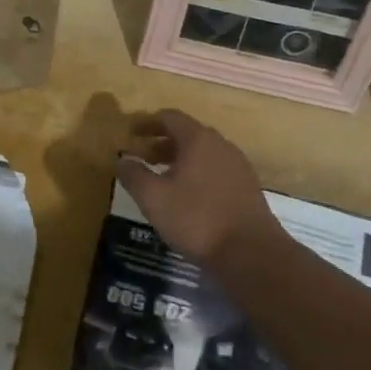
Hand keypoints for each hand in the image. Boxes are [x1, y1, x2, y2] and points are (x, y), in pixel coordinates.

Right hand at [115, 109, 280, 264]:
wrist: (251, 252)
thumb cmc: (197, 219)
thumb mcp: (154, 198)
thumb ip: (133, 175)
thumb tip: (120, 159)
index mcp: (198, 139)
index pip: (169, 117)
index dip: (147, 122)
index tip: (130, 134)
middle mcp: (220, 144)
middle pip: (187, 133)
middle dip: (162, 142)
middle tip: (143, 157)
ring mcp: (237, 164)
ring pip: (203, 151)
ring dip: (180, 158)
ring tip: (163, 177)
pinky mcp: (247, 185)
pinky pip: (216, 167)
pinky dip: (197, 171)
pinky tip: (188, 195)